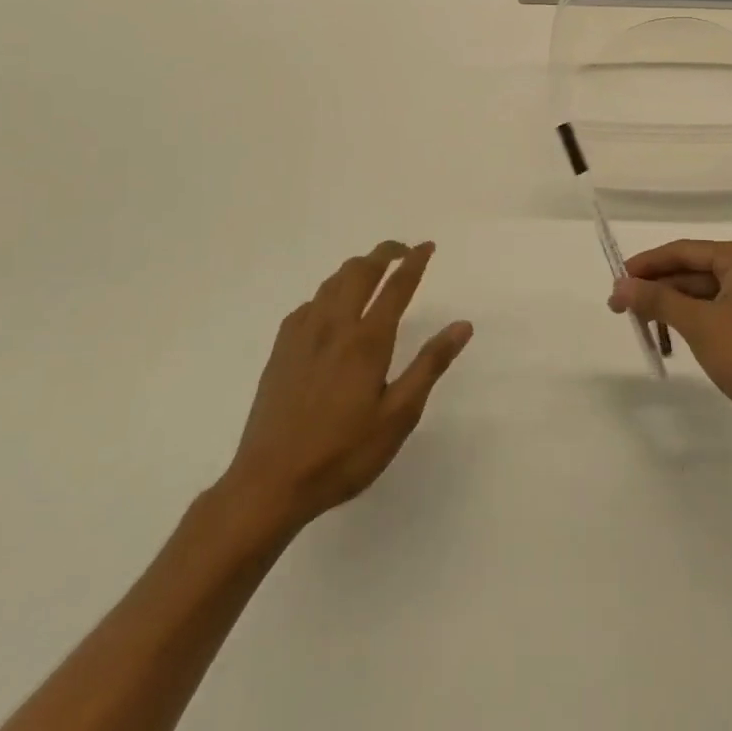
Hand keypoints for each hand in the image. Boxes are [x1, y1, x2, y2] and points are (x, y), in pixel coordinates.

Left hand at [220, 241, 471, 539]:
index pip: (396, 287)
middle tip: (401, 250)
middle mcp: (334, 327)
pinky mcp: (281, 351)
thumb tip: (462, 325)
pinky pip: (308, 305)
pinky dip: (327, 293)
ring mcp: (302, 337)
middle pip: (359, 272)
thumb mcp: (398, 416)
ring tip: (371, 271)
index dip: (414, 262)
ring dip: (355, 269)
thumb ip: (430, 365)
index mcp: (367, 341)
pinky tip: (329, 309)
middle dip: (382, 253)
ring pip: (330, 283)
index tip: (427, 246)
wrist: (269, 484)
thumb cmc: (343, 453)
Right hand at [610, 239, 731, 456]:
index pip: (683, 250)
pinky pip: (717, 309)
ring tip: (643, 330)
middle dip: (657, 290)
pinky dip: (693, 321)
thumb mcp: (700, 326)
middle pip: (692, 270)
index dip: (646, 265)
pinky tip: (674, 340)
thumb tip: (620, 286)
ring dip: (672, 308)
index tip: (615, 282)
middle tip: (620, 309)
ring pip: (703, 292)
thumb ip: (658, 301)